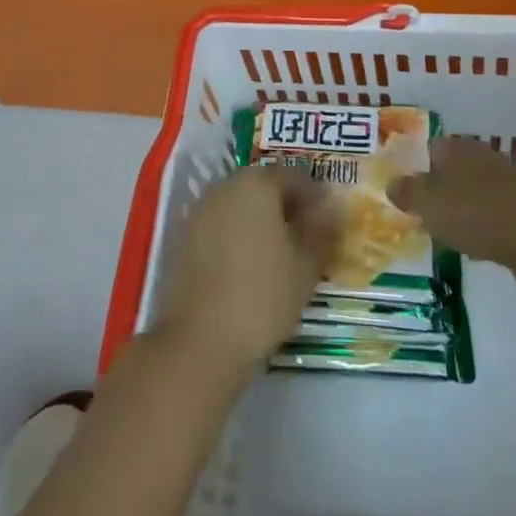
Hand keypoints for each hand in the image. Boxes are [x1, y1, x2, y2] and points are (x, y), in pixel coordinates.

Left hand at [153, 166, 336, 377]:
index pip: (294, 176)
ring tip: (279, 257)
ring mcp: (200, 211)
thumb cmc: (262, 295)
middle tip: (306, 240)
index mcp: (257, 182)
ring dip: (260, 222)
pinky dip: (237, 238)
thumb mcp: (305, 266)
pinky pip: (220, 226)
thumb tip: (331, 207)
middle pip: (264, 186)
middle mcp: (226, 186)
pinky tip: (248, 269)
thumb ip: (321, 230)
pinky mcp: (184, 238)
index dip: (315, 197)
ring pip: (240, 206)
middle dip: (286, 207)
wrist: (199, 340)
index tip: (328, 224)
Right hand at [388, 137, 515, 303]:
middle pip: (452, 169)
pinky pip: (495, 214)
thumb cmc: (479, 215)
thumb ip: (408, 193)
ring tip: (447, 233)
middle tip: (422, 214)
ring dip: (462, 208)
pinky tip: (480, 246)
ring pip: (474, 191)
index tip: (404, 192)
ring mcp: (509, 182)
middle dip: (438, 189)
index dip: (414, 167)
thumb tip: (391, 183)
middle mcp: (483, 157)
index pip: (429, 148)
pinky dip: (484, 226)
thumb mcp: (430, 205)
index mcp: (458, 148)